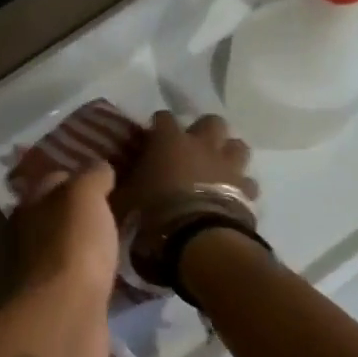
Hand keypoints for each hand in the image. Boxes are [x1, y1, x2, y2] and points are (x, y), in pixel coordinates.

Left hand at [11, 163, 118, 356]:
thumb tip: (100, 167)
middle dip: (84, 210)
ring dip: (91, 242)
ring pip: (69, 246)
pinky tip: (118, 269)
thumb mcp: (84, 196)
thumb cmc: (72, 245)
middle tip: (122, 205)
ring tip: (125, 235)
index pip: (53, 180)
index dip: (79, 174)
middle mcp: (28, 236)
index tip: (110, 175)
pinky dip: (97, 271)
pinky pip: (82, 276)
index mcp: (29, 206)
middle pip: (58, 215)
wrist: (67, 312)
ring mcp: (43, 271)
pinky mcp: (61, 300)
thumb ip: (92, 176)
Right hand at [114, 112, 255, 223]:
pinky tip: (230, 196)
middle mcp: (203, 145)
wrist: (197, 238)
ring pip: (237, 146)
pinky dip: (239, 186)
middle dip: (203, 131)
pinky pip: (247, 182)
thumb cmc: (154, 213)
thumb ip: (122, 183)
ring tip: (216, 168)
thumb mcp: (124, 198)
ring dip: (227, 154)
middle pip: (211, 122)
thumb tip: (110, 178)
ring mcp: (229, 166)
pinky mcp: (247, 190)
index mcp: (169, 141)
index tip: (151, 137)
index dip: (158, 126)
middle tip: (191, 148)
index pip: (163, 118)